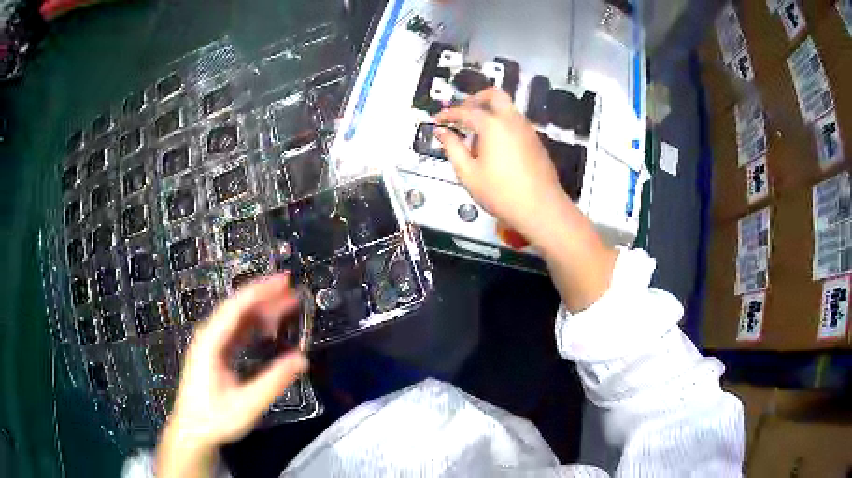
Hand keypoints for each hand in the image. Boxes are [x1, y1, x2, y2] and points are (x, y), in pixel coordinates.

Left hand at [157, 274, 307, 477]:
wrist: (193, 432)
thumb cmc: (215, 418)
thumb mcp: (247, 404)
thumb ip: (274, 381)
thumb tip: (302, 359)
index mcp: (211, 342)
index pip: (236, 307)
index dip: (261, 291)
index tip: (284, 281)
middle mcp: (209, 337)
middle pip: (238, 308)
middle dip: (265, 297)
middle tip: (293, 292)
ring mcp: (212, 345)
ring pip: (238, 319)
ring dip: (262, 311)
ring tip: (288, 307)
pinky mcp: (216, 354)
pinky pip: (237, 332)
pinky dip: (255, 327)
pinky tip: (270, 329)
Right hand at [434, 88, 565, 243]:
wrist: (541, 208)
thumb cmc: (500, 193)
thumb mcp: (468, 173)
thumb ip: (452, 148)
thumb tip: (441, 131)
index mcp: (493, 125)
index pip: (465, 111)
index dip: (448, 114)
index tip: (437, 120)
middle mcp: (512, 120)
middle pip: (494, 95)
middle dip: (475, 98)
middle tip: (462, 113)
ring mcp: (527, 129)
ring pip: (507, 108)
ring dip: (490, 111)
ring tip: (475, 134)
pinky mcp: (535, 141)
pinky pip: (516, 122)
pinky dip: (502, 123)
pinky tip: (494, 146)